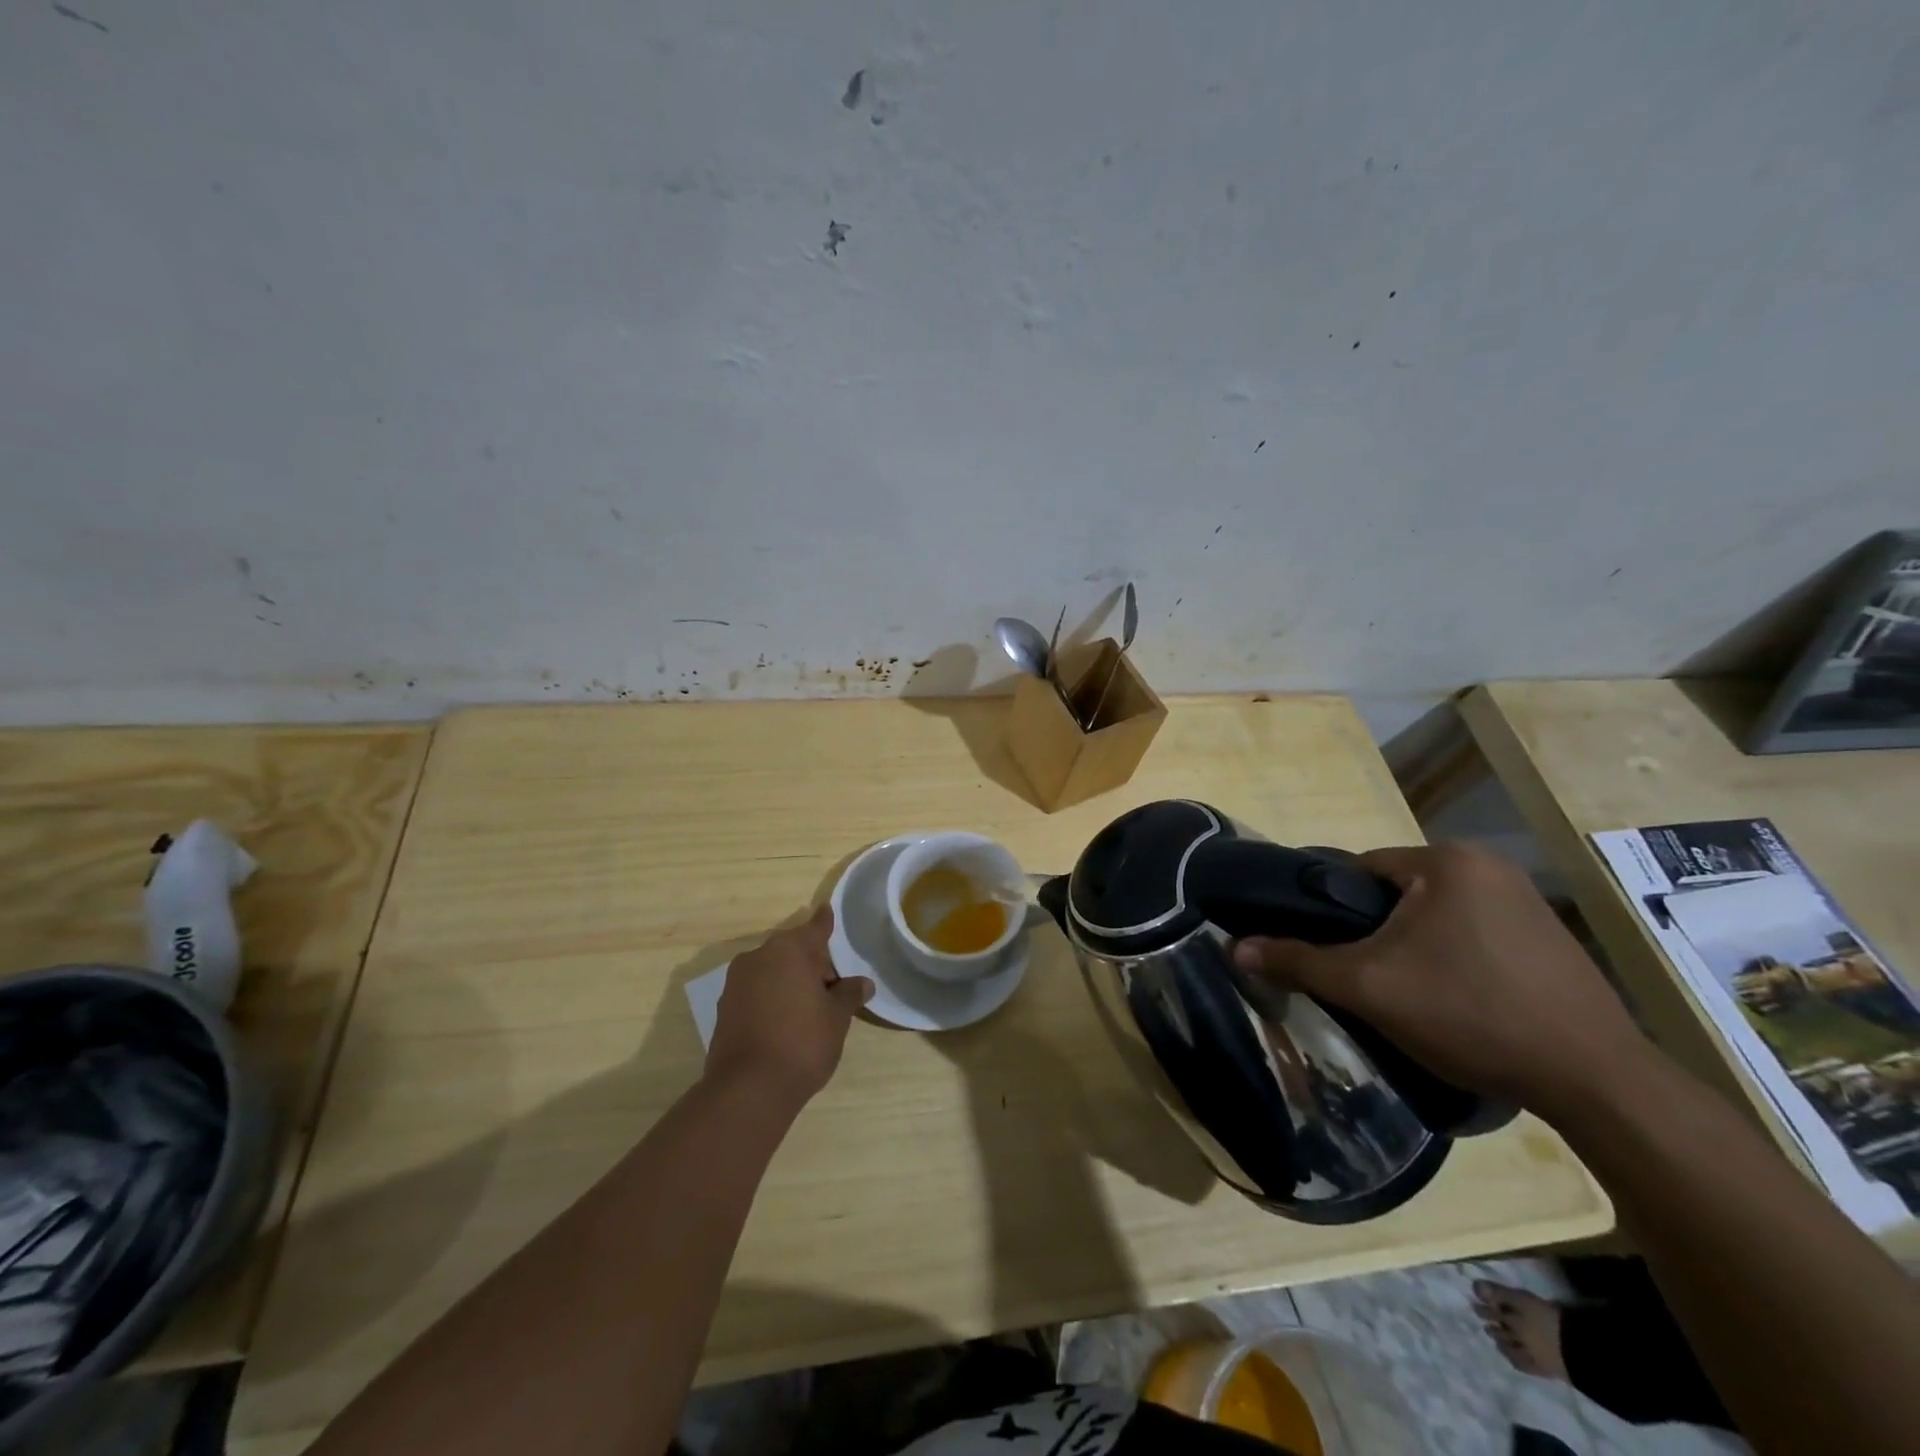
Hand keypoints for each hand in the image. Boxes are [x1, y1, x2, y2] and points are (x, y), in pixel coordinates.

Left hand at [704, 906, 872, 1110]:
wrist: (748, 1089)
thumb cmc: (802, 1042)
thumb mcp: (837, 1018)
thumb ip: (849, 994)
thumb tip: (862, 983)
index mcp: (789, 950)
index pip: (814, 929)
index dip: (825, 923)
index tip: (827, 910)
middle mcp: (759, 956)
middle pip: (792, 950)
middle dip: (811, 963)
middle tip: (832, 986)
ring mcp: (737, 982)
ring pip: (772, 970)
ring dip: (790, 980)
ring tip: (810, 1007)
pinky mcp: (725, 1008)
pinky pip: (756, 991)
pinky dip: (772, 997)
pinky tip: (785, 1020)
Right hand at [1232, 843, 1650, 1118]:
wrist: (1596, 1081)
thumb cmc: (1470, 1013)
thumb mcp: (1369, 987)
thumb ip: (1298, 961)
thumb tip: (1234, 948)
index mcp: (1446, 860)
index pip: (1359, 871)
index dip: (1334, 912)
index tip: (1329, 951)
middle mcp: (1489, 866)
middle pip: (1397, 894)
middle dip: (1376, 934)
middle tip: (1367, 980)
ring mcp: (1527, 900)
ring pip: (1435, 916)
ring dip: (1413, 947)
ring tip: (1409, 995)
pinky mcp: (1550, 937)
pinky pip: (1474, 934)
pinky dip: (1454, 959)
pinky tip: (1458, 1001)